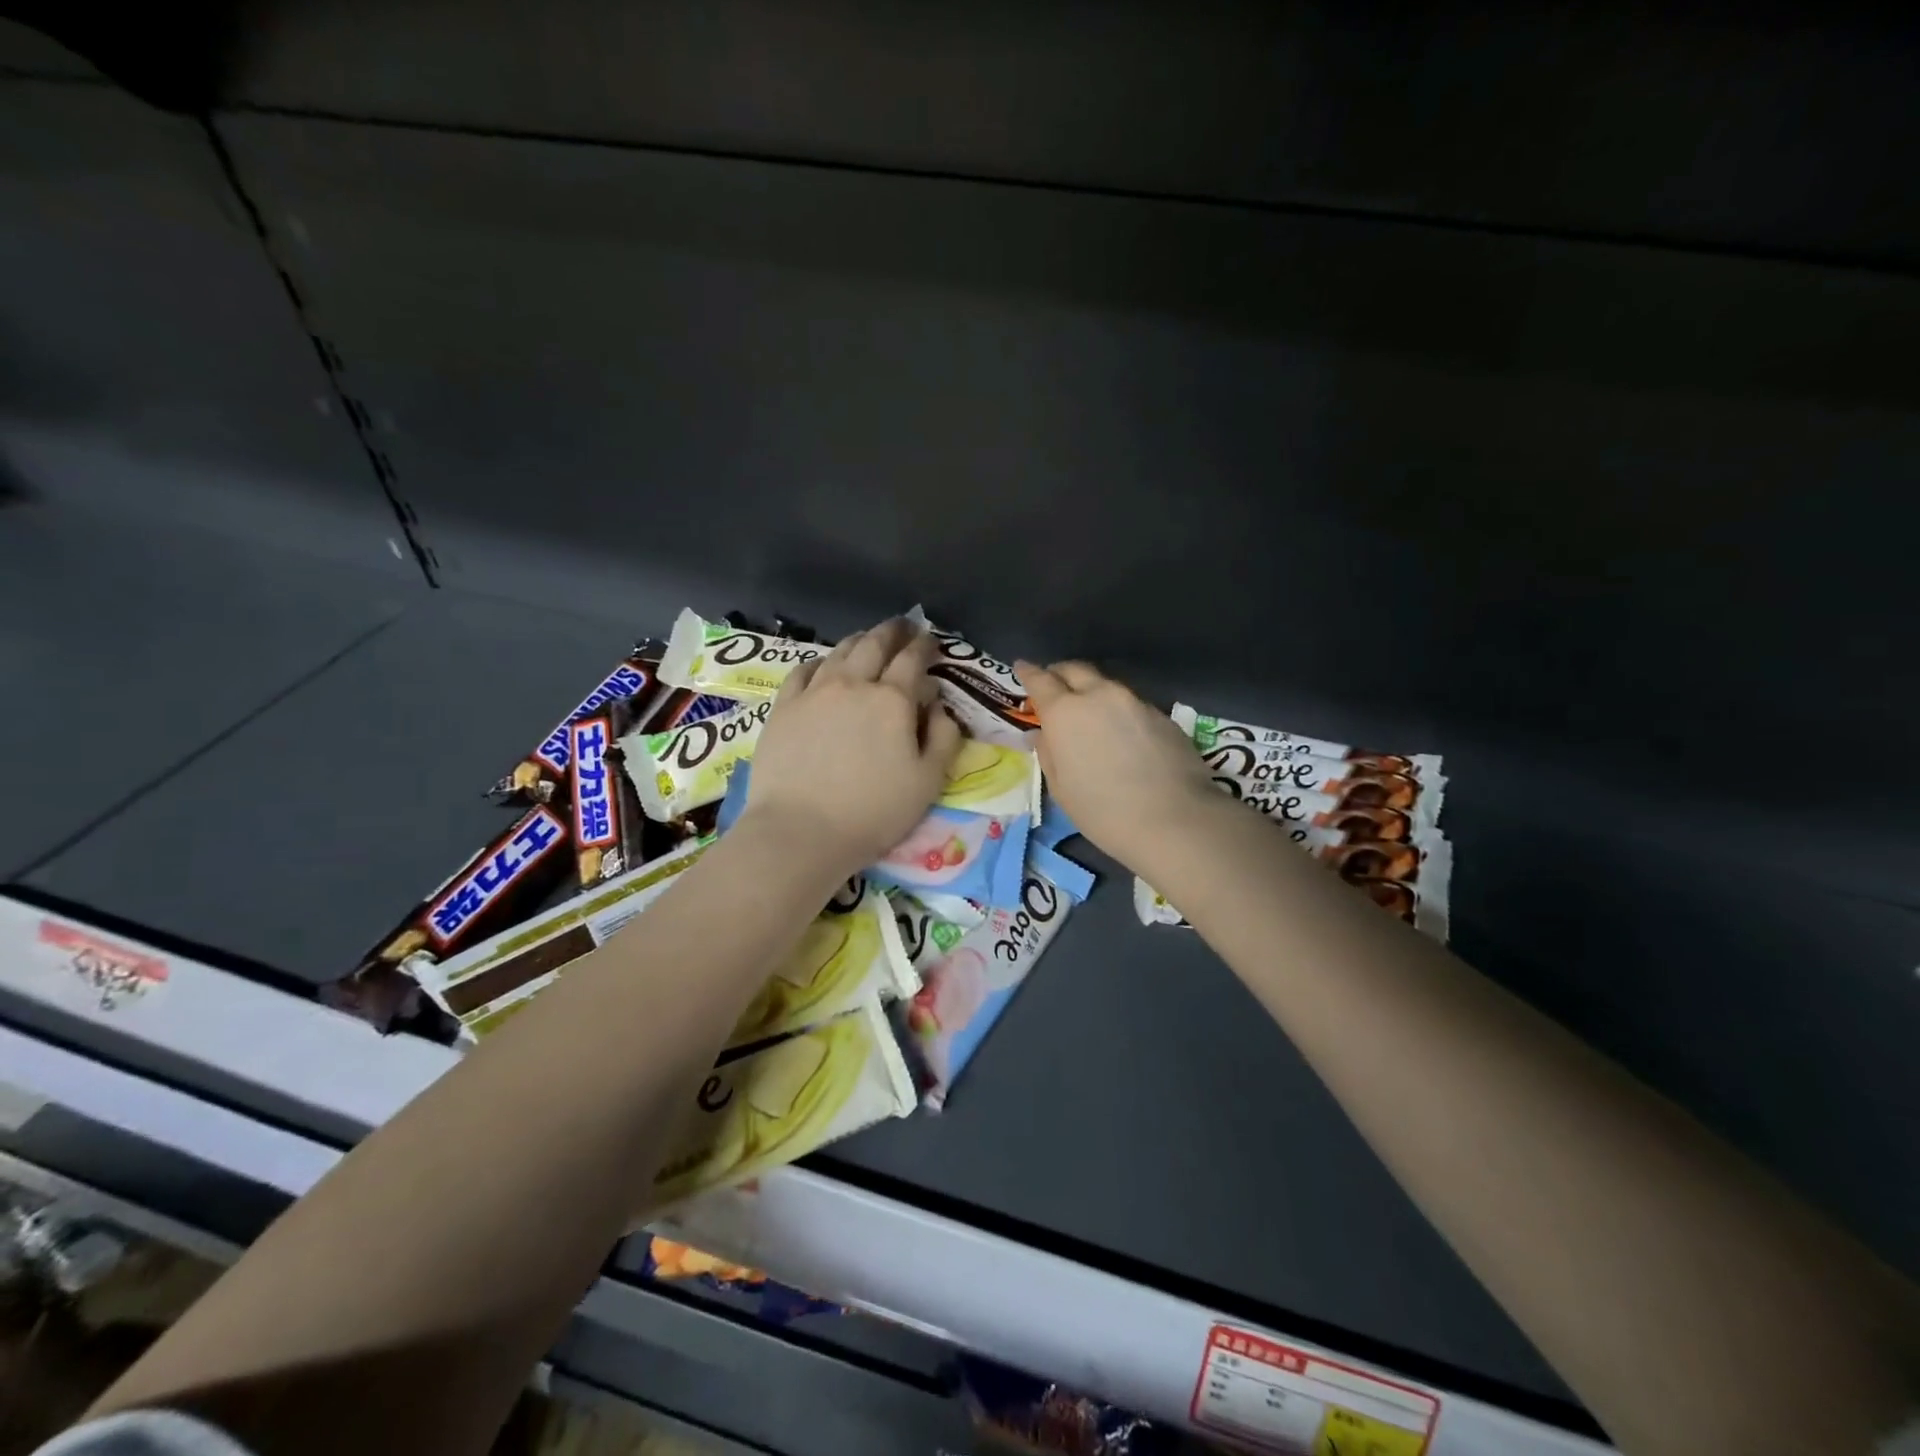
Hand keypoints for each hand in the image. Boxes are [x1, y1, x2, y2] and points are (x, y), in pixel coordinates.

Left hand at [745, 618, 963, 875]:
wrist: (800, 831)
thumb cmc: (873, 812)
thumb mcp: (928, 782)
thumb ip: (943, 737)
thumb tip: (939, 707)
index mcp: (892, 700)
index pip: (912, 659)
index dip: (924, 645)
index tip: (930, 640)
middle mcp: (853, 684)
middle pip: (875, 644)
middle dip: (893, 631)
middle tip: (903, 627)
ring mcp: (814, 692)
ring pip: (839, 651)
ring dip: (859, 640)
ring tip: (868, 640)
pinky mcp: (784, 707)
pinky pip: (804, 670)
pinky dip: (821, 661)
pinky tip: (824, 666)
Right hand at [1016, 659, 1218, 872]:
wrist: (1174, 820)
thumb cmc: (1103, 811)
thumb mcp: (1061, 788)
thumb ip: (1048, 754)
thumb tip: (1042, 734)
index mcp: (1065, 712)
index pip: (1040, 680)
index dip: (1028, 672)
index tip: (1021, 666)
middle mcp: (1100, 695)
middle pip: (1076, 670)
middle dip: (1060, 673)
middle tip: (1053, 686)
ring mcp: (1135, 702)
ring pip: (1106, 686)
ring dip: (1092, 692)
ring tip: (1088, 714)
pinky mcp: (1162, 715)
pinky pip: (1131, 704)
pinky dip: (1118, 711)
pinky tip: (1121, 734)